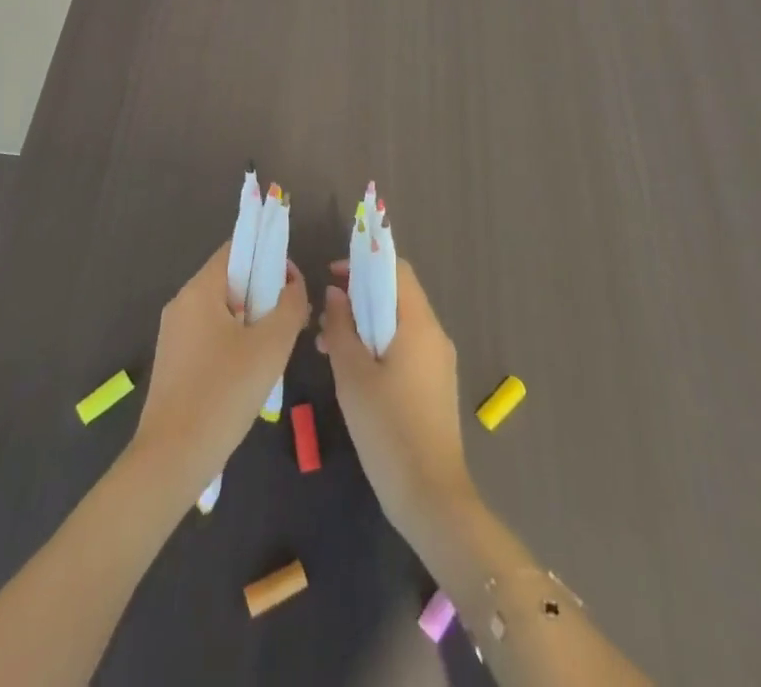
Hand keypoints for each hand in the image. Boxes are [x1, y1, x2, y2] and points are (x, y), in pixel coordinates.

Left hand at [131, 241, 309, 497]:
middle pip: (231, 280)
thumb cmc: (223, 394)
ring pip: (223, 310)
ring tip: (275, 350)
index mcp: (199, 290)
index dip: (269, 256)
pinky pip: (211, 335)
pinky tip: (251, 373)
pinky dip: (235, 341)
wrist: (171, 460)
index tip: (293, 285)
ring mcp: (174, 334)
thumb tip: (293, 284)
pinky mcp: (174, 362)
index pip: (236, 249)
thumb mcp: (270, 346)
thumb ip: (289, 306)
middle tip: (291, 321)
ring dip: (252, 320)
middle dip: (264, 293)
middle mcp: (182, 304)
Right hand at [317, 257, 475, 532]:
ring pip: (398, 324)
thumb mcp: (352, 375)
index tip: (332, 274)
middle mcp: (434, 335)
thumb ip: (340, 326)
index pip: (396, 269)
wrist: (431, 498)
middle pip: (397, 295)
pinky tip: (350, 370)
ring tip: (327, 346)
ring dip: (364, 324)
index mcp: (419, 324)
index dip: (364, 263)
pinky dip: (377, 346)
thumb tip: (335, 292)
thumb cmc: (388, 430)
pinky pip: (404, 348)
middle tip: (323, 317)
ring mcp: (438, 361)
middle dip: (358, 297)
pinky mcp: (434, 385)